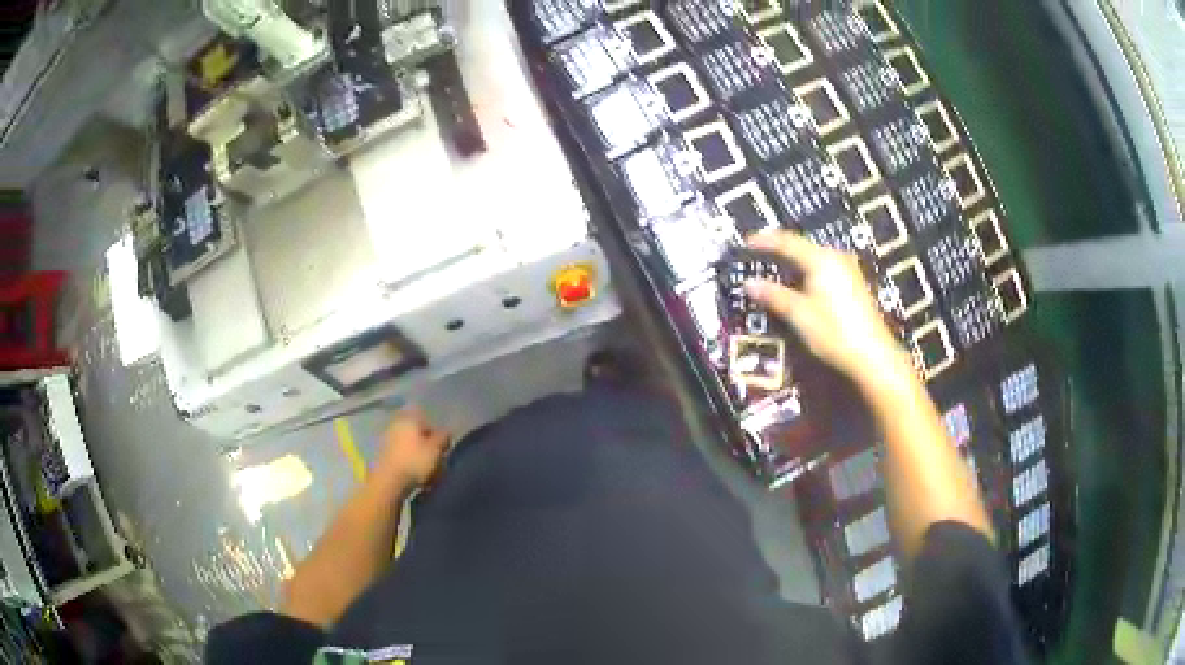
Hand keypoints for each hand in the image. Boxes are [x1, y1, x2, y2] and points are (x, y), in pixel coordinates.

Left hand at [374, 408, 449, 494]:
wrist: (388, 482)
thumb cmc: (415, 461)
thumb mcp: (436, 449)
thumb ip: (443, 437)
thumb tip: (446, 432)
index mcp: (409, 419)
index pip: (428, 421)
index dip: (438, 436)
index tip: (444, 450)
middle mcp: (397, 425)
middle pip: (418, 435)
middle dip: (429, 448)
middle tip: (438, 463)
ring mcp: (388, 440)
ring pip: (411, 447)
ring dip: (420, 459)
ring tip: (429, 475)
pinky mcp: (384, 456)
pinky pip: (403, 458)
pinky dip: (411, 465)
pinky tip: (418, 479)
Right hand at [743, 231, 910, 385]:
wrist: (871, 355)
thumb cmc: (834, 332)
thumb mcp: (799, 314)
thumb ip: (774, 295)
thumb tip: (749, 284)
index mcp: (821, 259)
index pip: (787, 242)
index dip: (765, 241)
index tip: (747, 242)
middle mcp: (836, 258)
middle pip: (802, 247)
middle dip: (780, 251)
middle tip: (759, 255)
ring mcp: (848, 270)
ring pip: (814, 259)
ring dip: (795, 264)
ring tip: (776, 270)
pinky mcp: (854, 285)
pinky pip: (824, 269)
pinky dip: (808, 273)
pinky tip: (800, 285)